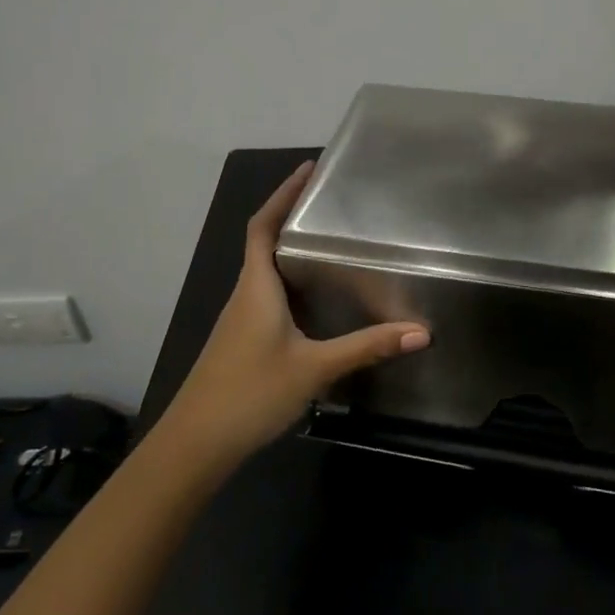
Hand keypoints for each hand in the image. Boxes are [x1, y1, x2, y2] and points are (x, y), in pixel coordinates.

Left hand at [158, 162, 428, 474]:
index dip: (283, 194)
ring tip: (329, 244)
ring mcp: (239, 321)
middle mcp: (244, 295)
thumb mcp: (315, 368)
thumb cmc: (250, 393)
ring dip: (290, 252)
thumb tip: (421, 332)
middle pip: (264, 243)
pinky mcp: (240, 342)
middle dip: (292, 217)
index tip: (308, 169)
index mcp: (256, 287)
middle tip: (331, 204)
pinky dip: (288, 284)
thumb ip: (367, 347)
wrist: (194, 445)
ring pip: (265, 273)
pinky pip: (266, 297)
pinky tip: (313, 301)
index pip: (262, 226)